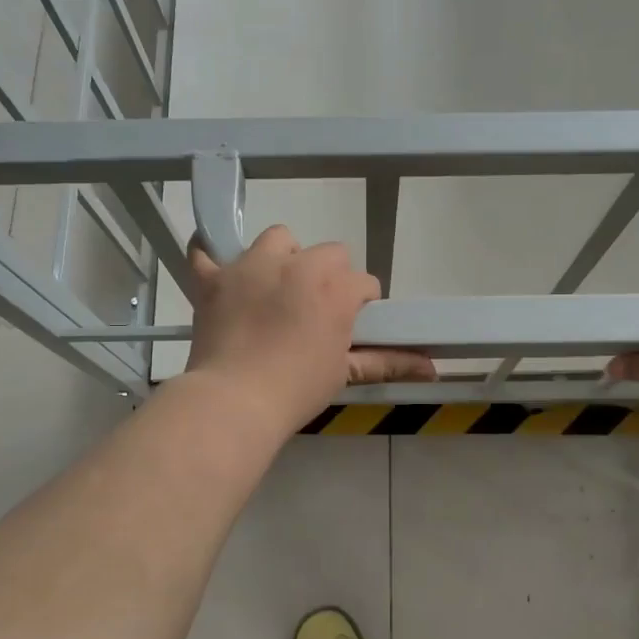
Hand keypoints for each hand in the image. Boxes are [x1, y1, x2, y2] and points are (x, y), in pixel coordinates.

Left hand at [185, 226, 434, 429]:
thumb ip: (387, 361)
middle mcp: (297, 265)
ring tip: (275, 288)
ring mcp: (251, 266)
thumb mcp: (343, 373)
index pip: (363, 282)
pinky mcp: (214, 278)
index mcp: (335, 289)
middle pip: (328, 252)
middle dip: (329, 275)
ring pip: (278, 238)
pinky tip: (220, 271)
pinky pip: (206, 250)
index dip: (360, 302)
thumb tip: (432, 368)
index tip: (351, 324)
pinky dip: (211, 256)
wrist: (234, 401)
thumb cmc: (296, 390)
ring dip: (282, 256)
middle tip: (315, 310)